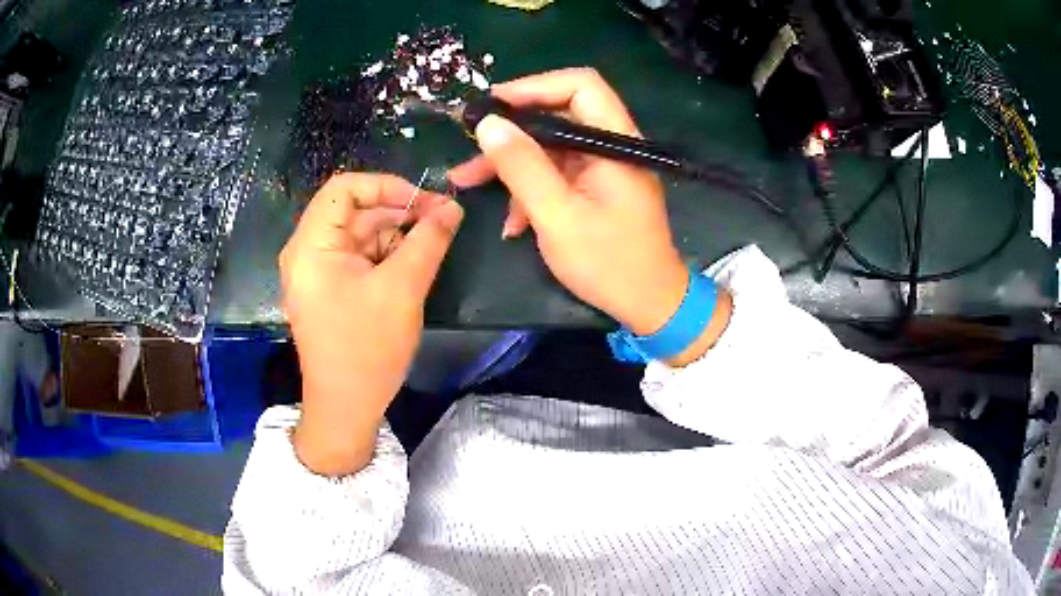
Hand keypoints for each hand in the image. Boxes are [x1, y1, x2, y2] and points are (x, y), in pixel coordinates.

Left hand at [280, 172, 462, 474]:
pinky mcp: (329, 288)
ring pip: (360, 234)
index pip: (344, 188)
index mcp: (312, 245)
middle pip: (354, 210)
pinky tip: (413, 264)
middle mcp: (308, 251)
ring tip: (433, 244)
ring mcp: (317, 271)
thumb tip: (452, 207)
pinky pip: (359, 257)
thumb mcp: (402, 289)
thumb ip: (428, 241)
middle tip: (441, 221)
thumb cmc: (367, 349)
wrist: (346, 408)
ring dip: (396, 234)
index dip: (386, 185)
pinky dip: (386, 255)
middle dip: (398, 211)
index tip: (425, 202)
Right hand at [449, 68, 730, 362]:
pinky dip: (530, 189)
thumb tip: (488, 123)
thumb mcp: (558, 216)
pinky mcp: (596, 188)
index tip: (491, 106)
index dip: (533, 86)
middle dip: (511, 130)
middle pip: (558, 114)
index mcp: (615, 142)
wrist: (650, 305)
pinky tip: (511, 221)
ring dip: (511, 163)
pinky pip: (557, 173)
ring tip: (467, 181)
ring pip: (550, 146)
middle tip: (469, 143)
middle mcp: (611, 145)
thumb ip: (523, 167)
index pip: (579, 85)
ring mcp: (604, 167)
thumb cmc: (609, 263)